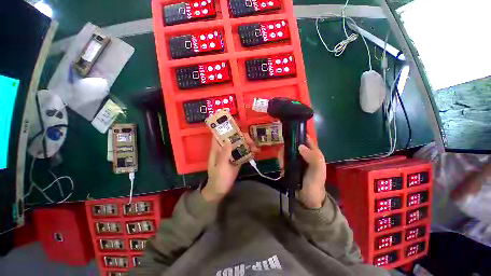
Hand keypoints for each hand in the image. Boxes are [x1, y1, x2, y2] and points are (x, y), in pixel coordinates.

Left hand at [202, 134, 257, 201]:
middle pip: (233, 139)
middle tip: (252, 141)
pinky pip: (243, 153)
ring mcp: (231, 154)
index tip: (236, 126)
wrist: (220, 191)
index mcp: (217, 149)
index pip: (219, 135)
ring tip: (256, 148)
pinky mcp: (236, 160)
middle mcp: (224, 149)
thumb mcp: (221, 167)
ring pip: (239, 145)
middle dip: (242, 137)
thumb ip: (224, 154)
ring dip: (248, 144)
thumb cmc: (218, 178)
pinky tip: (255, 152)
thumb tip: (228, 140)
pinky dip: (249, 151)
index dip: (225, 129)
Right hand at [277, 136, 326, 208]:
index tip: (289, 133)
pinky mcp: (290, 165)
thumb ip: (312, 157)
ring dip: (283, 156)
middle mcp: (304, 154)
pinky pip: (283, 159)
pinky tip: (281, 168)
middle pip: (293, 144)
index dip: (298, 134)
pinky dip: (281, 161)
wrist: (308, 198)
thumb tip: (300, 146)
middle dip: (287, 147)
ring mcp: (296, 160)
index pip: (306, 139)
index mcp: (313, 152)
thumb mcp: (317, 170)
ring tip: (282, 165)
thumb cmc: (315, 183)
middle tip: (283, 154)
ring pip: (287, 151)